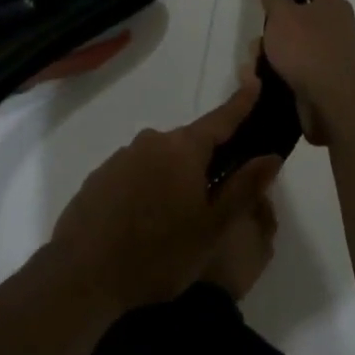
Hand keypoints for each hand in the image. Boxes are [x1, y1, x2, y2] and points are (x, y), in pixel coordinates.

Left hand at [50, 76, 281, 314]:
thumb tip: (271, 156)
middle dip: (206, 162)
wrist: (82, 274)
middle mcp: (152, 141)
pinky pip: (135, 174)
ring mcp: (122, 157)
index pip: (221, 119)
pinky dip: (147, 189)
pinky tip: (144, 223)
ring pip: (161, 160)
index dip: (241, 102)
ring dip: (174, 179)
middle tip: (215, 198)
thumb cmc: (158, 253)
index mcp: (183, 149)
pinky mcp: (100, 176)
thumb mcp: (212, 228)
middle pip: (190, 144)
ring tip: (175, 222)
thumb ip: (244, 188)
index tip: (254, 80)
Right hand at [257, 0, 354, 144]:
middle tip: (261, 23)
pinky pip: (294, 66)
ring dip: (273, 49)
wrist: (335, 103)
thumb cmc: (308, 50)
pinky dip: (278, 69)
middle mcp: (334, 24)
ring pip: (294, 42)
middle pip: (300, 12)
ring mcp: (331, 52)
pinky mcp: (323, 79)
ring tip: (253, 61)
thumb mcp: (283, 17)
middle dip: (277, 19)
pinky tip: (261, 78)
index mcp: (329, 2)